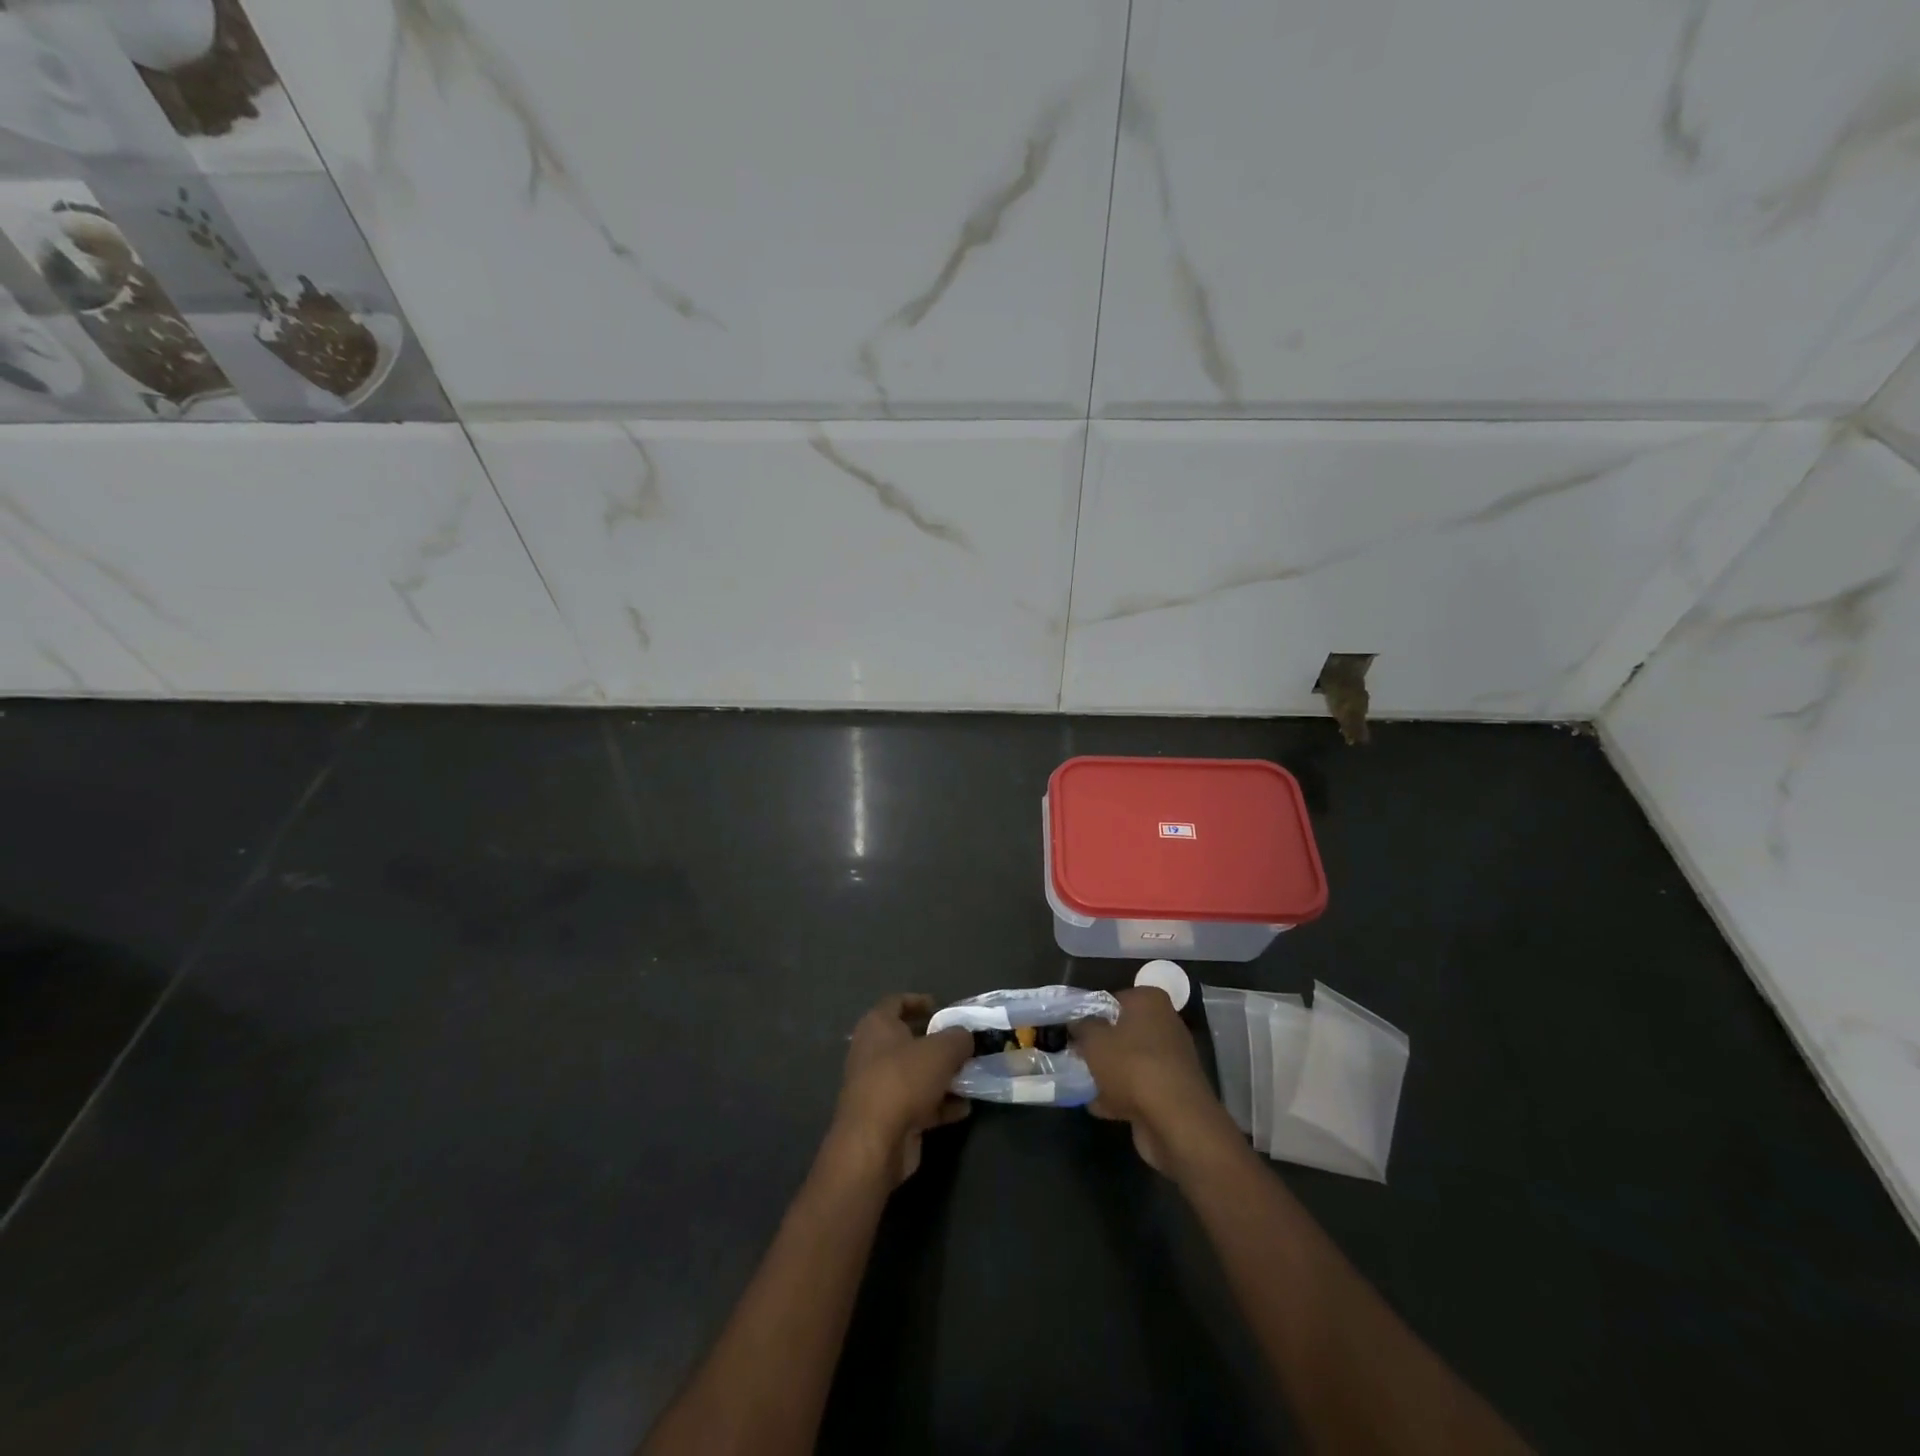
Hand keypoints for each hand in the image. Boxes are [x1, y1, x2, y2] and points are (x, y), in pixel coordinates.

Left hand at [828, 994, 971, 1185]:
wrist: (875, 1142)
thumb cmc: (904, 1080)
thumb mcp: (941, 1050)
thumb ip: (958, 1038)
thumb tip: (965, 1037)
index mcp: (877, 1026)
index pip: (896, 1002)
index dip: (918, 1001)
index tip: (942, 1007)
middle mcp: (873, 1053)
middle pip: (908, 1040)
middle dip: (937, 1043)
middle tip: (963, 1045)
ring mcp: (878, 1087)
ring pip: (915, 1074)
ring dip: (942, 1076)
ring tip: (971, 1076)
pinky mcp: (887, 1117)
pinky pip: (918, 1104)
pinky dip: (939, 1104)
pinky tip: (964, 1108)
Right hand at [1073, 986, 1238, 1174]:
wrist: (1174, 1121)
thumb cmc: (1131, 1065)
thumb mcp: (1093, 1039)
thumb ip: (1081, 1026)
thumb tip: (1076, 1022)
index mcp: (1150, 1001)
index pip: (1112, 999)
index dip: (1089, 1014)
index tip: (1072, 1031)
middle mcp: (1165, 1024)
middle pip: (1122, 1032)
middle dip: (1099, 1046)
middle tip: (1075, 1057)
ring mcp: (1171, 1059)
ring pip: (1129, 1061)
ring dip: (1108, 1073)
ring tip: (1081, 1083)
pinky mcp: (1171, 1090)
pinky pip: (1138, 1087)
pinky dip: (1120, 1095)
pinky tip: (1097, 1106)